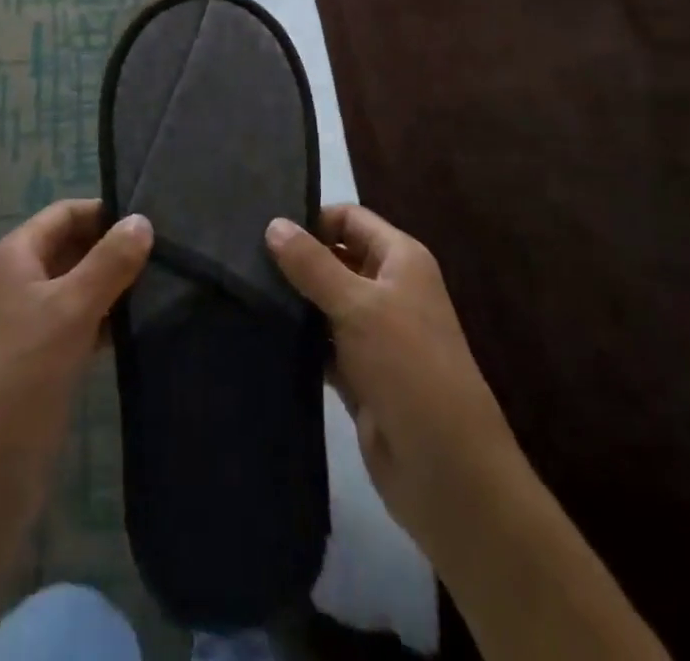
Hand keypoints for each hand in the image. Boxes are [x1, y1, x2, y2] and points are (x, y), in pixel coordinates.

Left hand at [0, 199, 152, 482]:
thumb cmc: (24, 374)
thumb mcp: (71, 309)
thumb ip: (109, 262)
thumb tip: (143, 219)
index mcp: (15, 256)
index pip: (65, 213)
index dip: (104, 212)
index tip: (152, 219)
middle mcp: (21, 280)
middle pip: (73, 246)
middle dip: (114, 247)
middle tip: (168, 251)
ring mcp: (32, 320)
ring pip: (80, 285)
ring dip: (115, 283)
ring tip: (166, 282)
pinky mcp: (46, 357)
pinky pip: (82, 321)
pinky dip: (109, 317)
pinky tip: (144, 322)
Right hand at [267, 204, 514, 559]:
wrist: (446, 470)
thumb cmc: (408, 367)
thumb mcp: (357, 306)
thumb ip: (312, 264)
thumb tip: (273, 223)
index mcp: (400, 260)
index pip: (349, 219)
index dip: (312, 219)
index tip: (264, 229)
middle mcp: (388, 289)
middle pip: (335, 258)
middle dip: (296, 259)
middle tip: (243, 259)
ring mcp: (374, 334)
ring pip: (325, 302)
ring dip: (294, 300)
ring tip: (243, 291)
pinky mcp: (360, 373)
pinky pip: (322, 343)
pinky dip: (299, 339)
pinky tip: (261, 332)